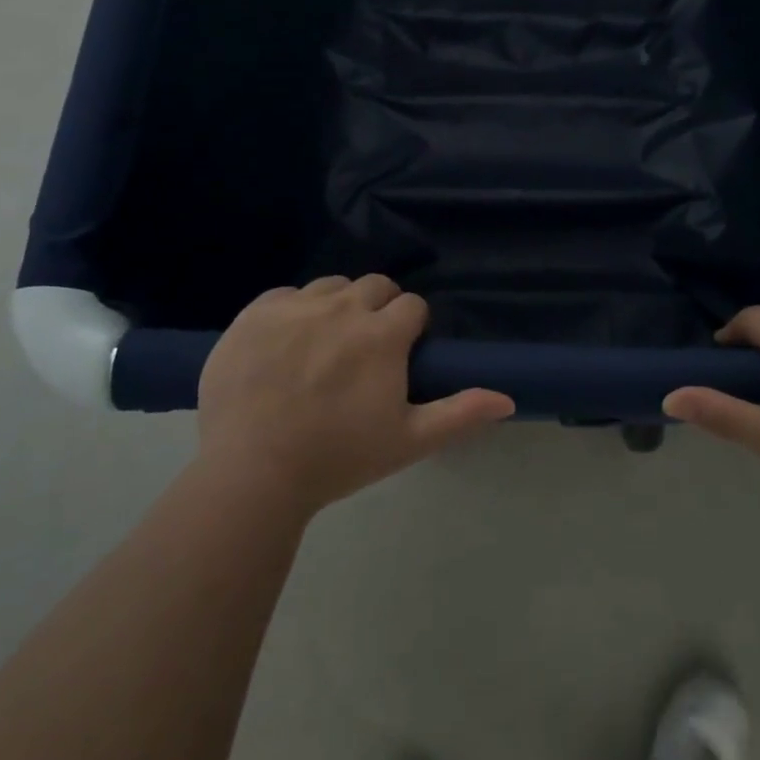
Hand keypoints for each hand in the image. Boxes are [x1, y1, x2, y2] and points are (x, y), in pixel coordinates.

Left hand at [196, 275, 513, 516]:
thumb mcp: (407, 441)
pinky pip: (286, 295)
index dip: (411, 328)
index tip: (400, 355)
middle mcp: (342, 307)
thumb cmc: (337, 458)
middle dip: (379, 309)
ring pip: (332, 286)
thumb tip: (507, 398)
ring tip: (325, 345)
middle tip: (365, 350)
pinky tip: (285, 346)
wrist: (251, 472)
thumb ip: (460, 414)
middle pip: (374, 286)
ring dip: (338, 306)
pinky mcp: (255, 313)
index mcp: (382, 335)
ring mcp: (295, 306)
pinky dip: (293, 311)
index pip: (412, 305)